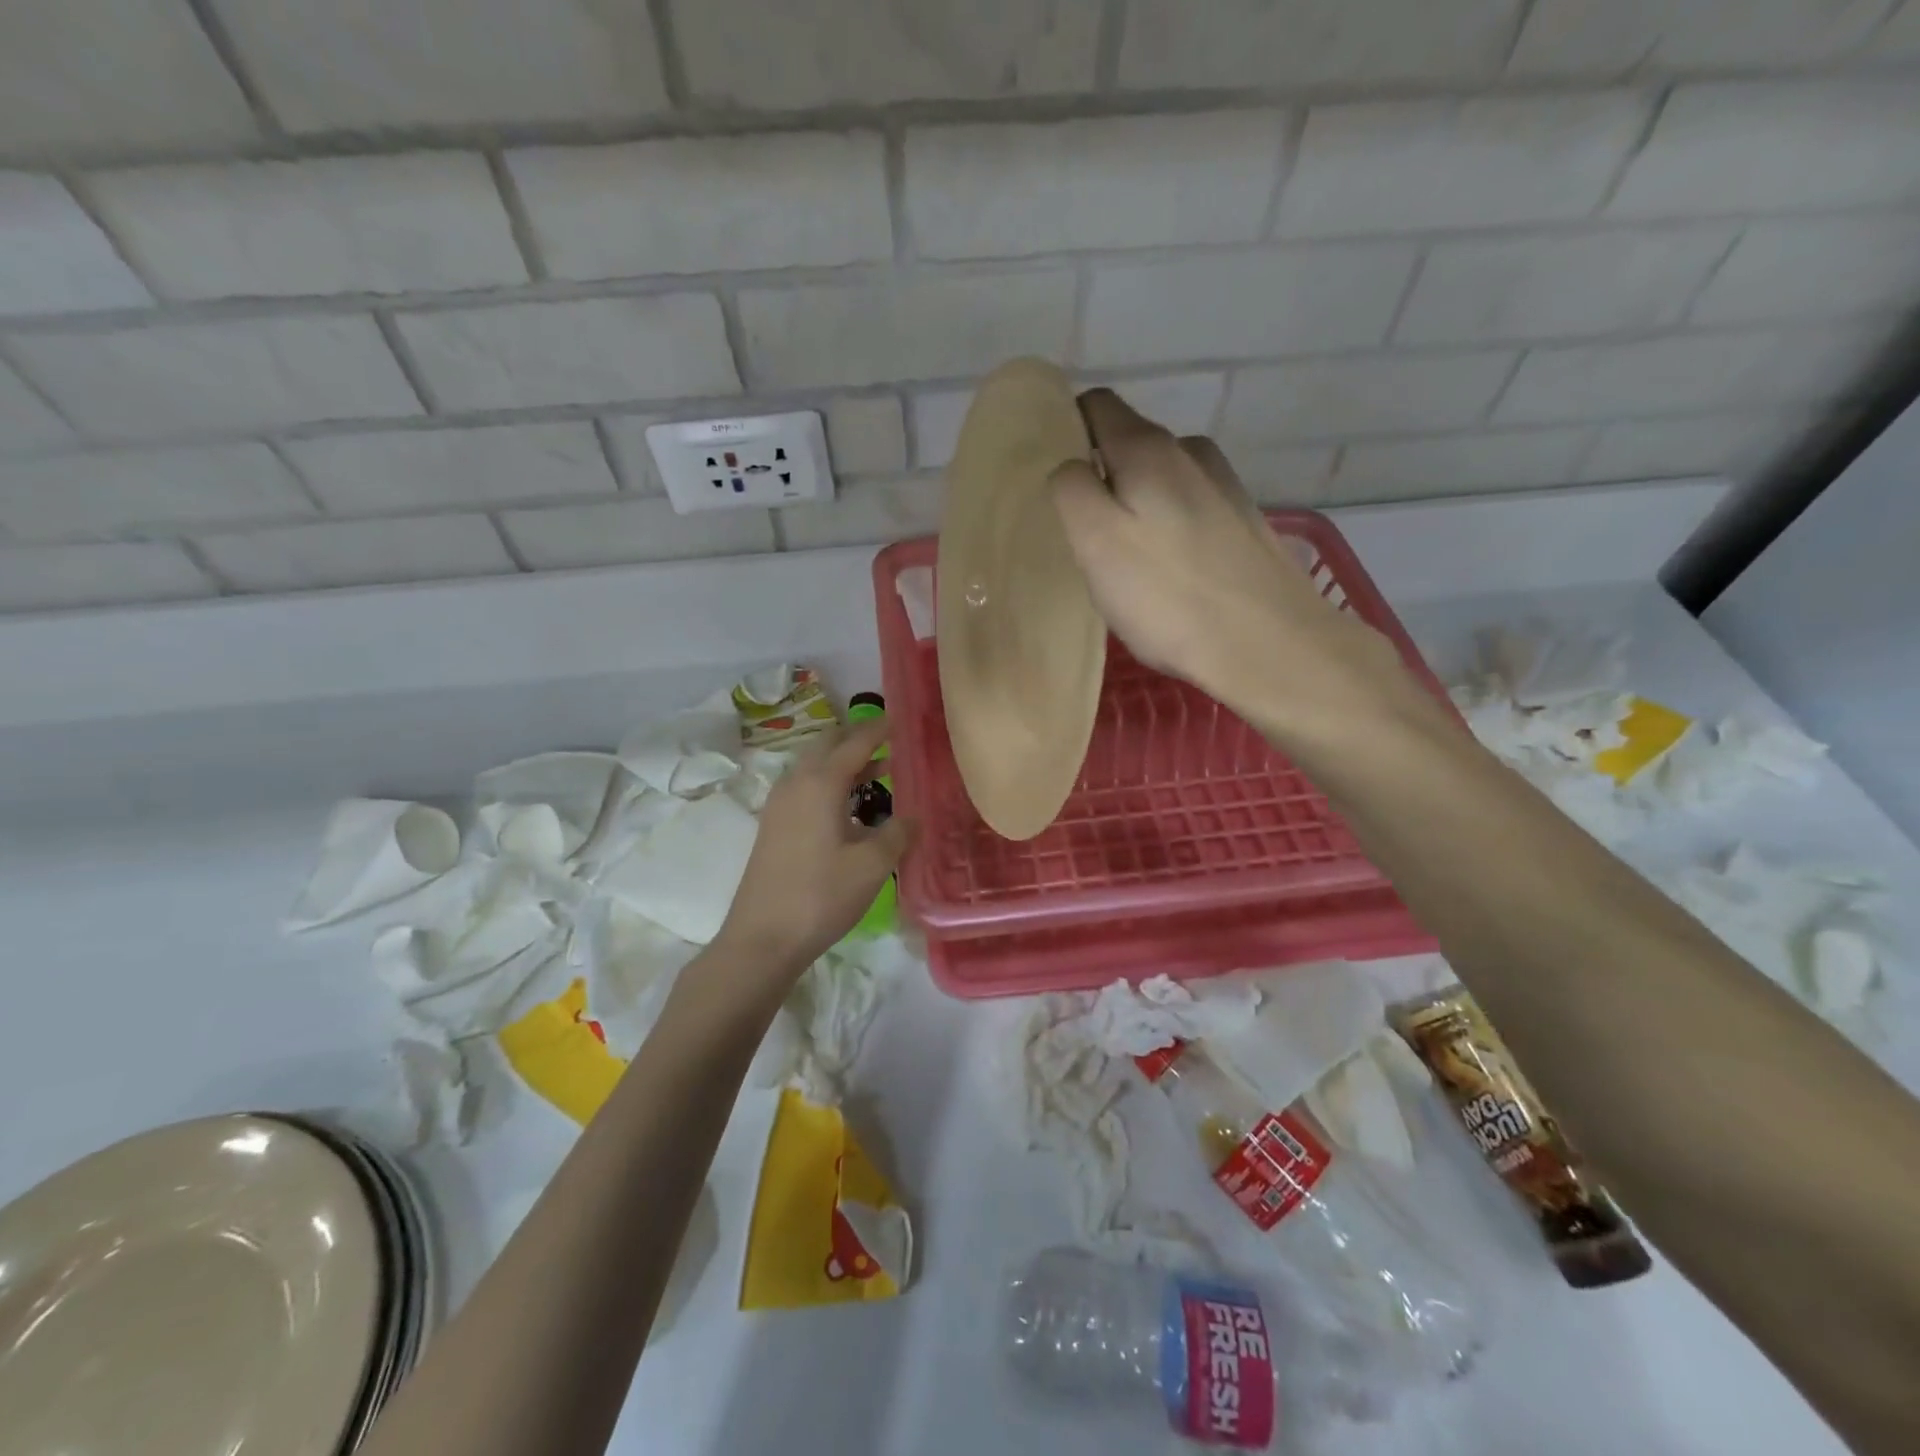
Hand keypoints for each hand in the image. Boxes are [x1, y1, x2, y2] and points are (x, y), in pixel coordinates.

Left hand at [711, 714, 915, 989]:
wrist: (762, 938)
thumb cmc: (821, 895)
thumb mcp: (873, 865)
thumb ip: (898, 833)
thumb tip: (913, 816)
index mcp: (820, 783)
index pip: (855, 742)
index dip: (880, 729)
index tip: (902, 720)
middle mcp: (795, 783)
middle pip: (828, 745)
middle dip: (858, 739)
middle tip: (890, 743)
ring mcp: (779, 804)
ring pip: (814, 766)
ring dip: (843, 763)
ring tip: (878, 773)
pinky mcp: (773, 825)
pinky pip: (805, 787)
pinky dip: (829, 783)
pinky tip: (848, 809)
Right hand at [1049, 390, 1418, 744]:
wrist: (1269, 645)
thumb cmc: (1169, 595)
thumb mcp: (1096, 541)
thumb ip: (1072, 490)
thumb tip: (1071, 467)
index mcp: (1149, 448)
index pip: (1096, 406)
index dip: (1067, 429)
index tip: (1052, 477)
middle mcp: (1191, 452)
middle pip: (1129, 445)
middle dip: (1101, 478)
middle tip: (1083, 536)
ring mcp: (1224, 486)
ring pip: (1160, 481)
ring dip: (1136, 506)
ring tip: (1126, 561)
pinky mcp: (1243, 523)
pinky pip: (1188, 510)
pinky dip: (1168, 528)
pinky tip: (1169, 573)